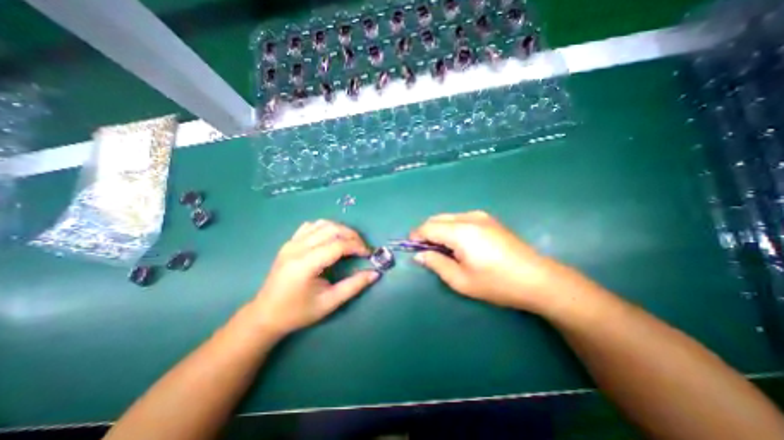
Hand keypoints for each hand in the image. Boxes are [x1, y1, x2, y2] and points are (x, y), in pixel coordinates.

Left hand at [247, 220, 375, 336]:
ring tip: (350, 242)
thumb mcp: (329, 303)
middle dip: (352, 235)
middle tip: (362, 248)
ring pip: (323, 224)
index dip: (357, 246)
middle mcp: (297, 248)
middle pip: (332, 229)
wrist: (265, 314)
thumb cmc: (298, 312)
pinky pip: (311, 226)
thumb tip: (375, 273)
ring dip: (341, 230)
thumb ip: (354, 286)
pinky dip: (326, 228)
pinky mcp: (289, 242)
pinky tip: (331, 239)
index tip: (369, 254)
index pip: (338, 245)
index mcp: (305, 264)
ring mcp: (291, 243)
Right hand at [411, 210, 573, 310]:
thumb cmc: (497, 283)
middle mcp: (469, 217)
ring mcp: (481, 216)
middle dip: (427, 232)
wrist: (538, 279)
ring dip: (439, 229)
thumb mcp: (461, 280)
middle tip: (427, 251)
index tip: (413, 249)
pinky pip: (460, 219)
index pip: (428, 227)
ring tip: (444, 249)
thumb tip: (419, 255)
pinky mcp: (489, 219)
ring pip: (448, 217)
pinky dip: (452, 228)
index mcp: (460, 231)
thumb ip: (436, 264)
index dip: (416, 236)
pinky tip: (460, 243)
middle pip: (437, 219)